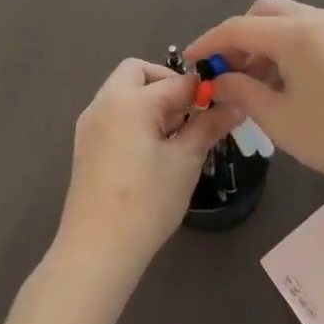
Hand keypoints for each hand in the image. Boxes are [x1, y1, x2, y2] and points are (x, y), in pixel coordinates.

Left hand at [55, 59, 241, 278]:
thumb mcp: (185, 161)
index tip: (224, 102)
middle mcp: (105, 103)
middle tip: (190, 111)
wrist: (96, 251)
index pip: (176, 81)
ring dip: (151, 100)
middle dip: (167, 83)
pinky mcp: (86, 145)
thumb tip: (236, 105)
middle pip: (137, 72)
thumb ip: (209, 126)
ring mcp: (90, 124)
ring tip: (177, 134)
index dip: (203, 89)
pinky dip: (135, 116)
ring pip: (124, 92)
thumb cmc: (146, 202)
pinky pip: (114, 113)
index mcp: (129, 101)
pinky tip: (154, 148)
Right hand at [183, 0, 323, 193]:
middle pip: (264, 12)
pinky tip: (281, 80)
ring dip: (263, 42)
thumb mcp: (278, 118)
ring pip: (286, 19)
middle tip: (226, 72)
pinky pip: (306, 30)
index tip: (190, 62)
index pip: (240, 27)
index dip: (210, 43)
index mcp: (297, 32)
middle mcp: (318, 17)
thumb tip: (218, 79)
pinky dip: (285, 46)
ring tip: (252, 83)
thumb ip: (241, 90)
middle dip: (239, 38)